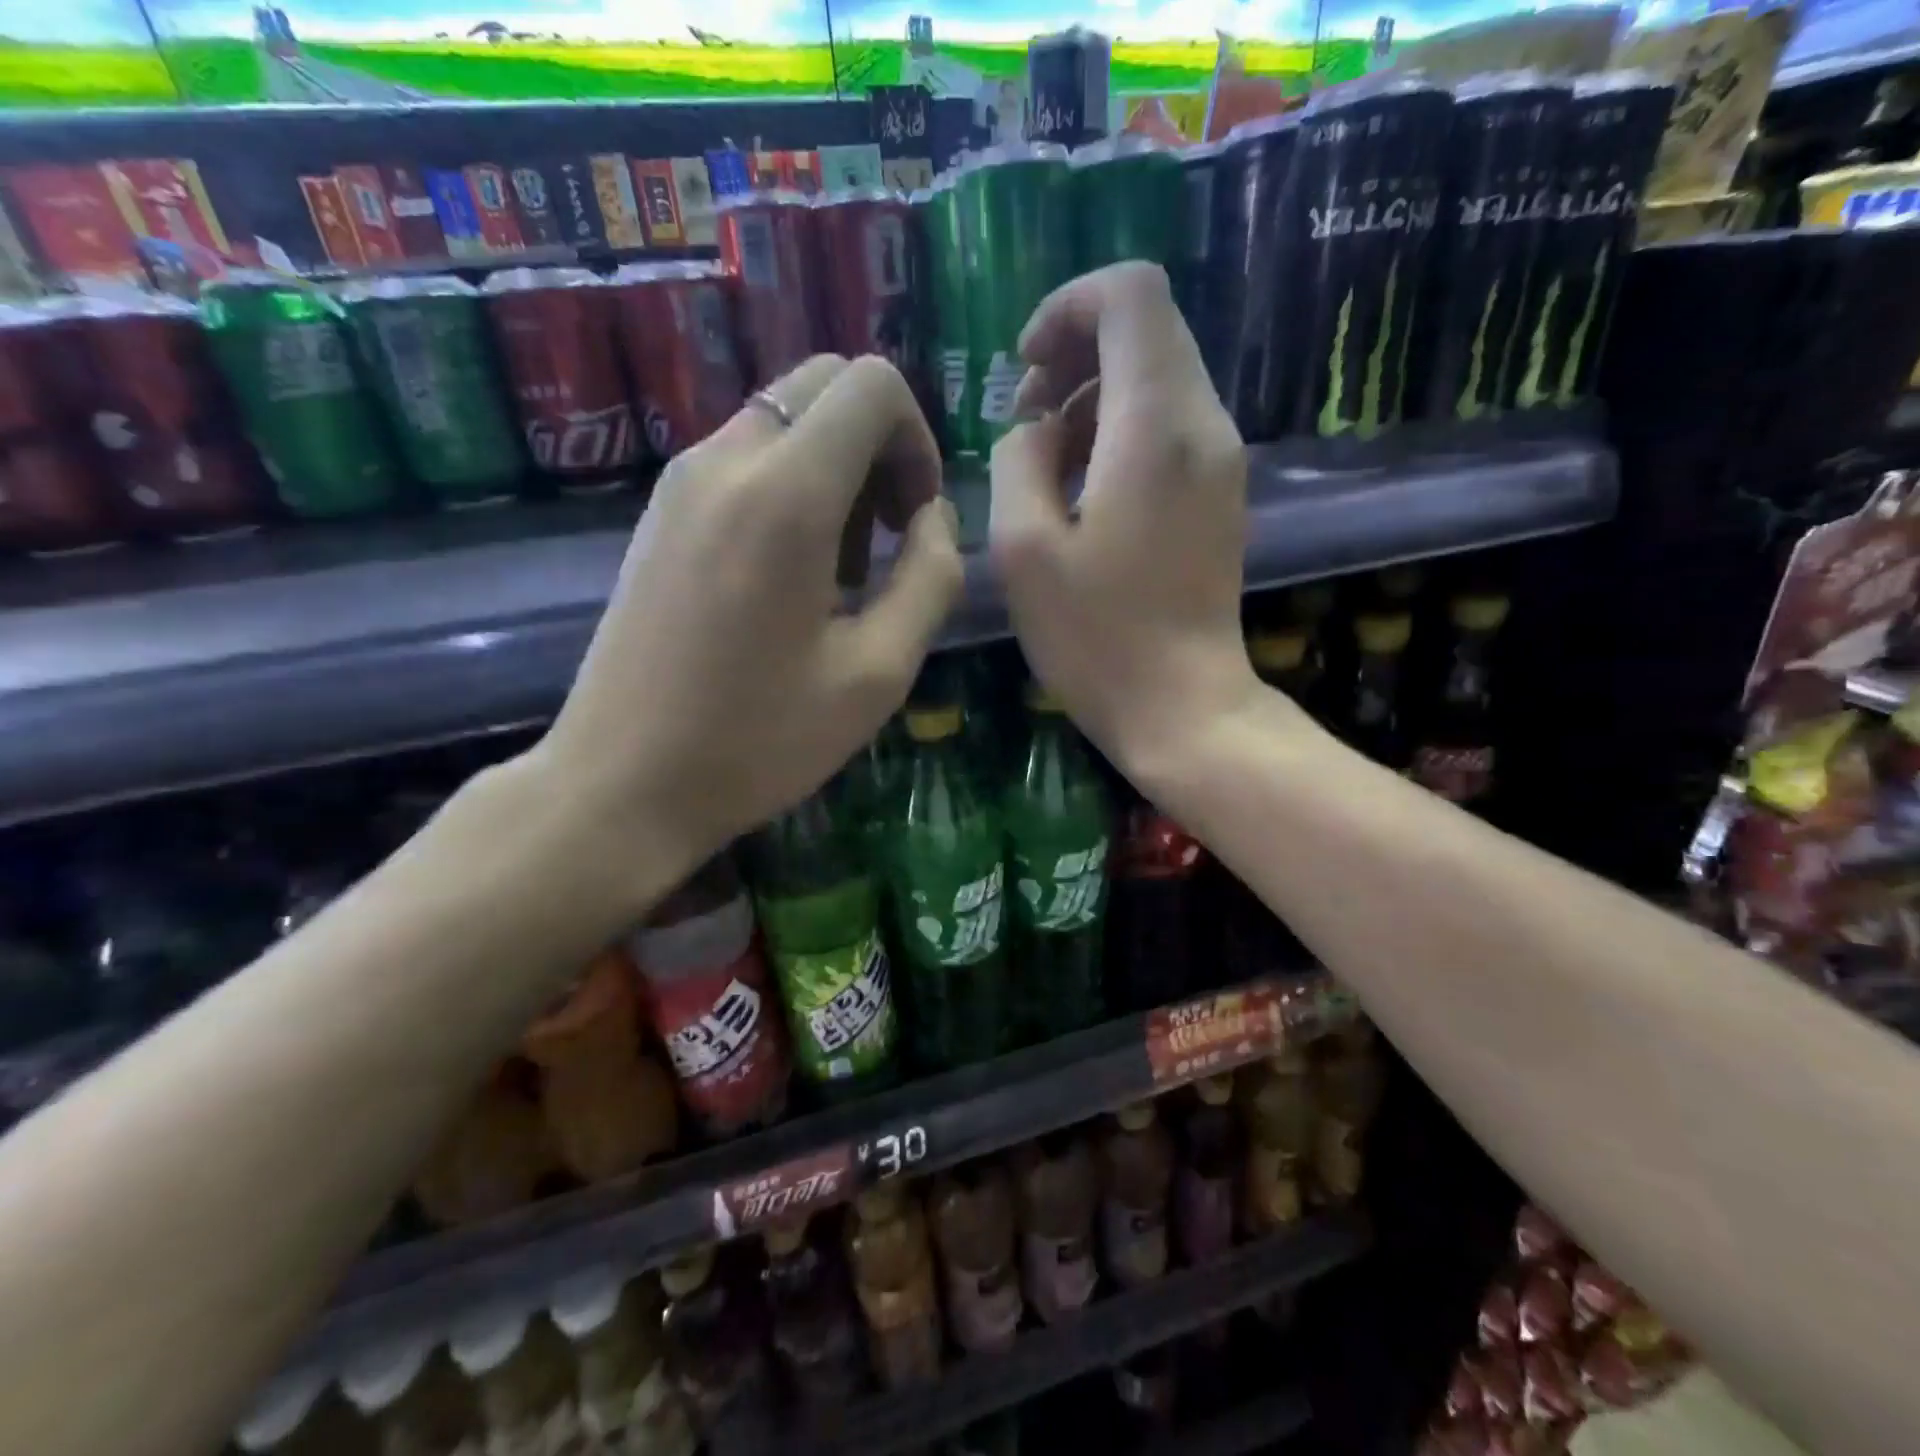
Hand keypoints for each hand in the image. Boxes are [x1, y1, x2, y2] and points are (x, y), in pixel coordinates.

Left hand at [526, 355, 962, 915]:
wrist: (622, 783)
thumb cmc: (759, 741)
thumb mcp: (877, 673)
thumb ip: (930, 578)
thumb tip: (935, 517)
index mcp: (787, 495)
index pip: (872, 385)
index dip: (917, 439)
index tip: (913, 519)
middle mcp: (727, 461)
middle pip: (825, 384)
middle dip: (877, 444)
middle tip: (884, 537)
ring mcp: (681, 481)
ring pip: (783, 420)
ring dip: (832, 469)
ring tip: (835, 572)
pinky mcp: (659, 511)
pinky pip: (743, 457)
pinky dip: (787, 485)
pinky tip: (786, 577)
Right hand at [991, 262, 1261, 786]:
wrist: (1182, 707)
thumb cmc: (1096, 638)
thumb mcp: (1023, 549)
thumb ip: (1018, 461)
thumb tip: (1035, 430)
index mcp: (1154, 426)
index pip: (1130, 294)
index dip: (1068, 308)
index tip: (1025, 370)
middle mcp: (1203, 424)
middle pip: (1147, 329)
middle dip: (1075, 354)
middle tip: (1025, 420)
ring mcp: (1221, 459)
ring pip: (1158, 376)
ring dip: (1093, 398)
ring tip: (1047, 463)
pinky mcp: (1221, 493)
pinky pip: (1169, 425)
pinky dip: (1120, 432)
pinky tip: (1085, 492)